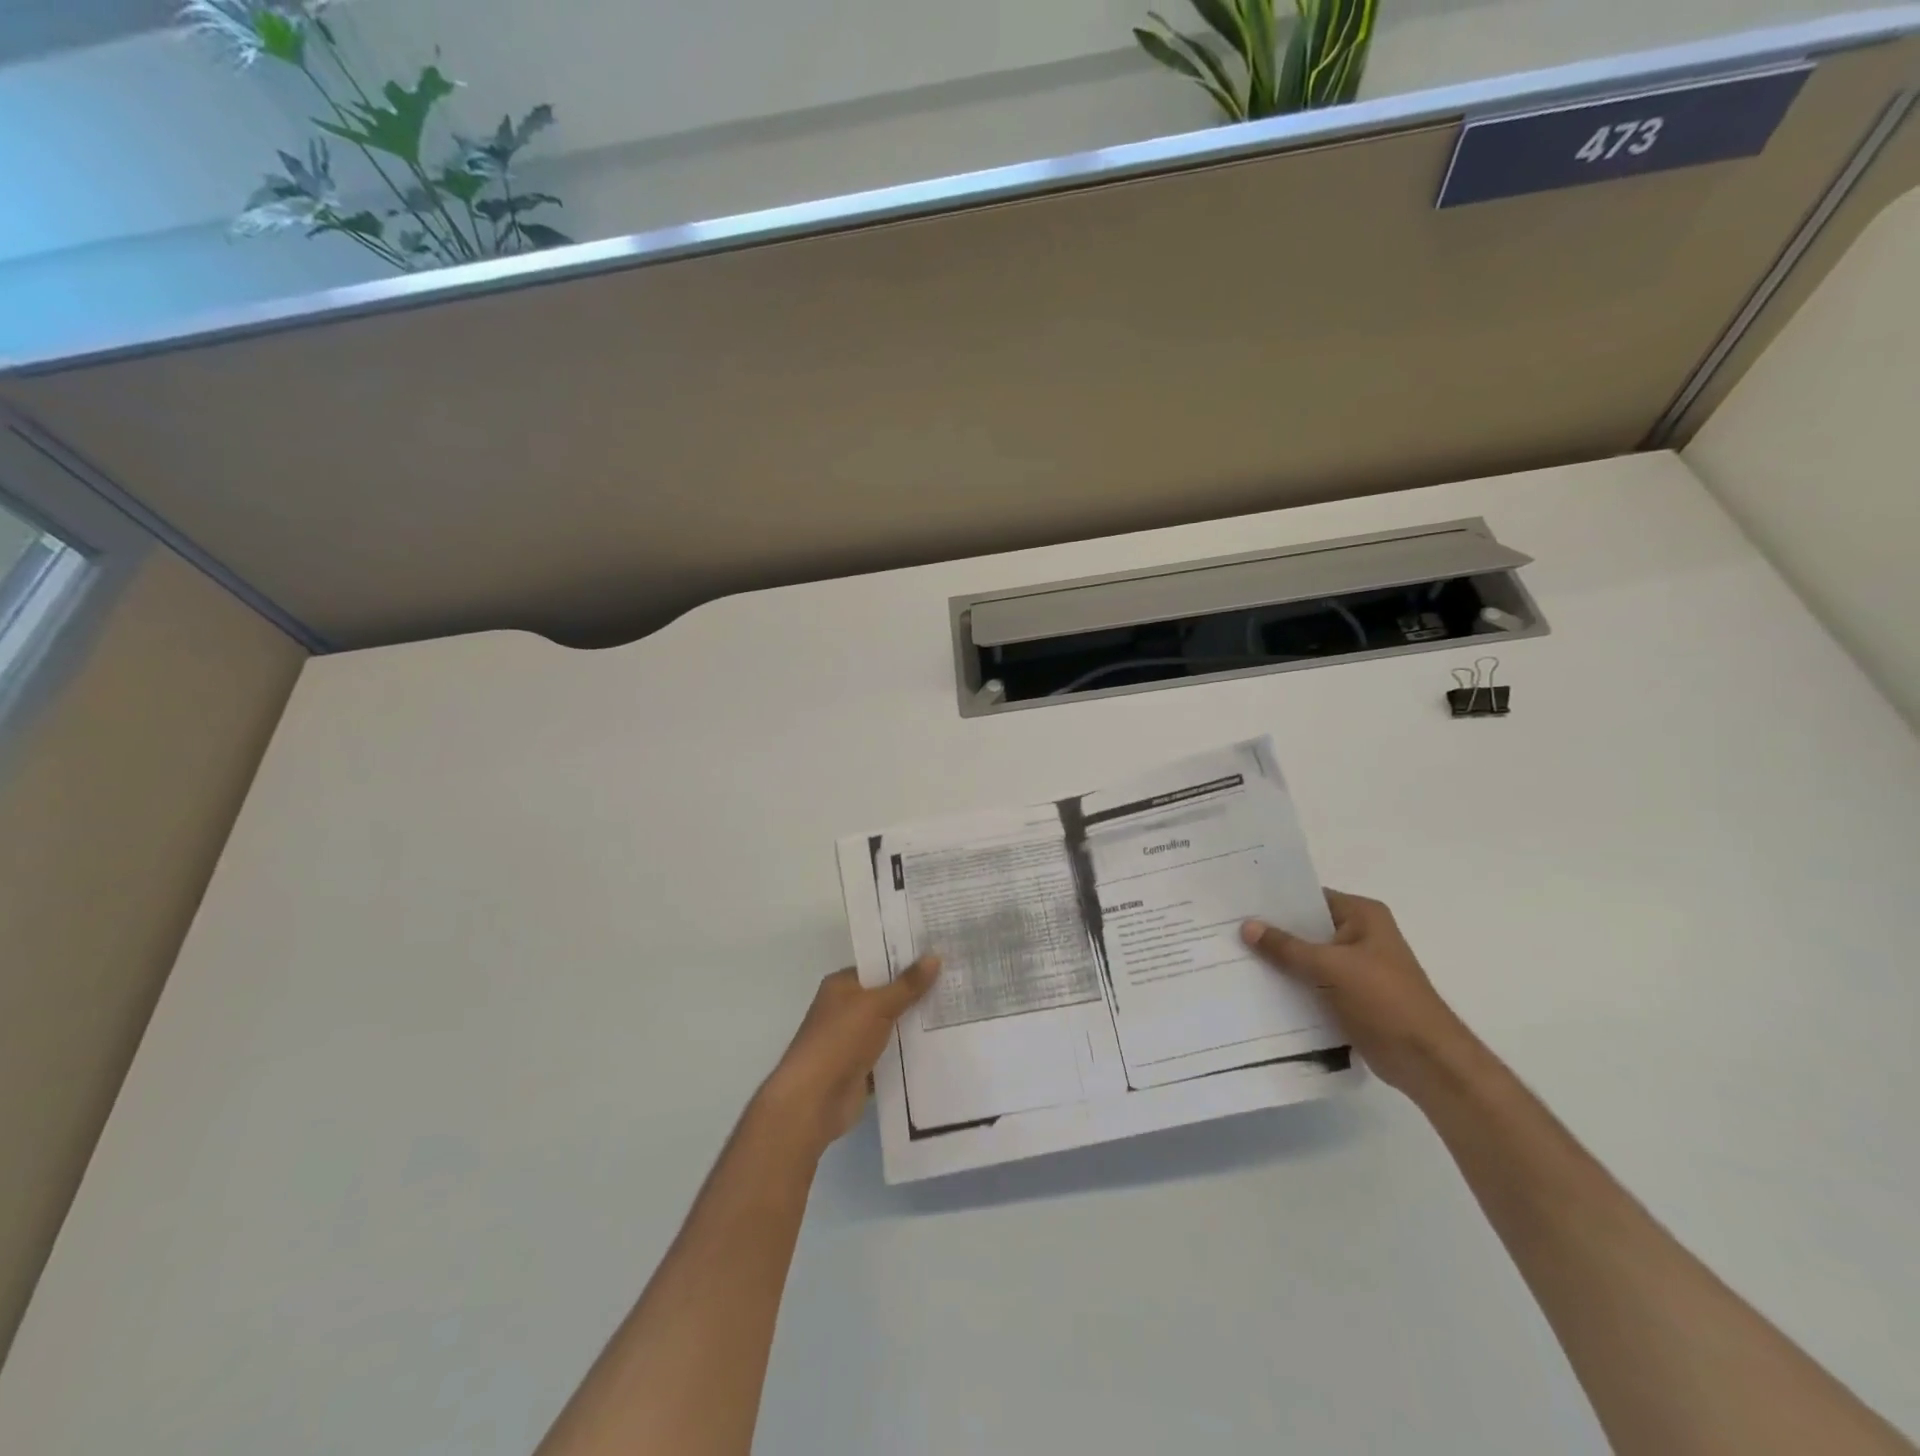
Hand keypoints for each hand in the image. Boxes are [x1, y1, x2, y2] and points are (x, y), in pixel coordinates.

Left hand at [755, 958, 941, 1153]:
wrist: (813, 1101)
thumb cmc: (840, 1041)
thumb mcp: (877, 1006)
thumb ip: (907, 985)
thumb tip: (934, 957)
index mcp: (842, 986)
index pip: (878, 965)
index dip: (907, 961)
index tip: (940, 956)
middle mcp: (846, 1009)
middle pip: (888, 996)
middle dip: (917, 993)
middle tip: (956, 982)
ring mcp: (854, 1040)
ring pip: (893, 1026)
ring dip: (916, 1024)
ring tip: (958, 1012)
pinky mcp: (863, 1069)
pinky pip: (893, 1054)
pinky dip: (911, 1053)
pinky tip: (942, 1046)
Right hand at [1242, 890, 1475, 1095]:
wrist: (1426, 1061)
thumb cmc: (1385, 1001)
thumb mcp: (1331, 967)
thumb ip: (1286, 947)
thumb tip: (1246, 926)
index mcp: (1363, 916)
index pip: (1310, 897)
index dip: (1275, 900)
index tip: (1238, 902)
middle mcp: (1360, 935)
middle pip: (1306, 928)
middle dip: (1272, 932)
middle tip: (1228, 929)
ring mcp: (1356, 968)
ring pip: (1307, 958)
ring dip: (1279, 961)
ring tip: (1234, 956)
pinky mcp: (1350, 997)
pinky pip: (1312, 983)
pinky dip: (1291, 985)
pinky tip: (1257, 987)